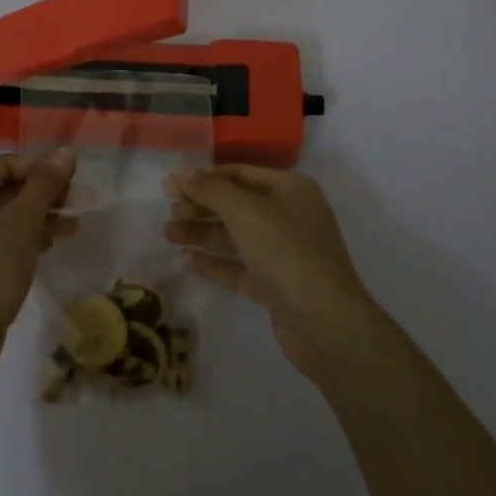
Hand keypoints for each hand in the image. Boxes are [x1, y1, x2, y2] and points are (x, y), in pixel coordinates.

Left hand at [0, 149, 78, 365]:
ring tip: (73, 228)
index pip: (8, 164)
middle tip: (79, 204)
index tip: (71, 182)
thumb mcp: (24, 220)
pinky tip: (51, 245)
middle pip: (8, 188)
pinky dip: (26, 237)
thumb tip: (64, 152)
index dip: (41, 168)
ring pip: (7, 215)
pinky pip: (1, 238)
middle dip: (46, 194)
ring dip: (41, 216)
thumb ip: (45, 183)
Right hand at [164, 165, 379, 378]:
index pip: (239, 174)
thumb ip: (210, 189)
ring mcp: (285, 253)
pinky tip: (187, 261)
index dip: (204, 177)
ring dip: (203, 233)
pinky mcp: (277, 286)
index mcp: (290, 190)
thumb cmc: (287, 253)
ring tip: (169, 235)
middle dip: (201, 207)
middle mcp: (289, 217)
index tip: (170, 186)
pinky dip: (215, 263)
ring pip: (236, 237)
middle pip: (236, 205)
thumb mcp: (245, 212)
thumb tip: (179, 171)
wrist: (326, 324)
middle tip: (170, 213)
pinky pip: (240, 267)